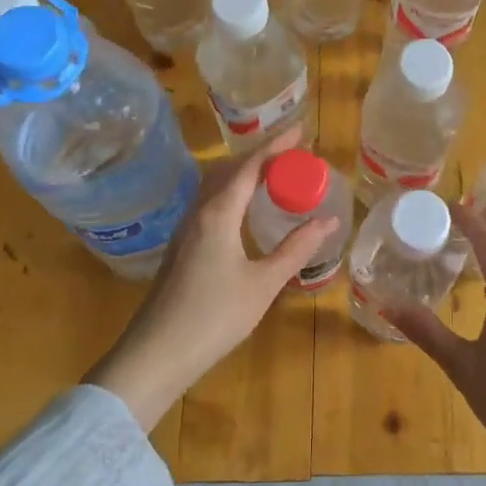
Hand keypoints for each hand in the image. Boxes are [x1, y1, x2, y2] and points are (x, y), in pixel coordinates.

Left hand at [84, 127, 338, 429]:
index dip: (277, 146)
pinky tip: (245, 209)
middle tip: (293, 155)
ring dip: (245, 173)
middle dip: (262, 156)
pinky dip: (234, 192)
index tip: (301, 132)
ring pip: (217, 185)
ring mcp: (186, 229)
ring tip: (274, 175)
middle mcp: (199, 212)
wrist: (156, 353)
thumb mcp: (264, 283)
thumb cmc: (214, 317)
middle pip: (230, 169)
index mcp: (219, 213)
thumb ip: (296, 249)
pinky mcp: (182, 247)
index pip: (250, 166)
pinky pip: (211, 202)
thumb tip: (329, 221)